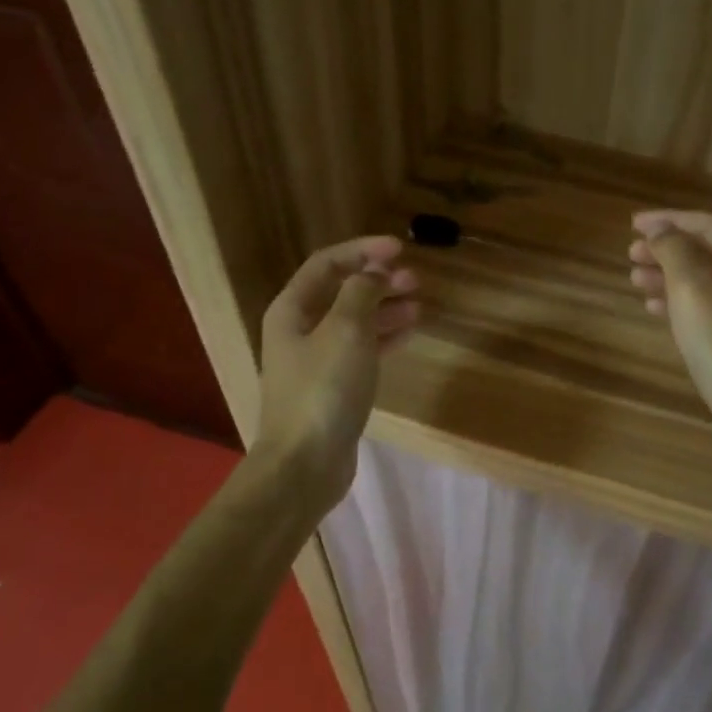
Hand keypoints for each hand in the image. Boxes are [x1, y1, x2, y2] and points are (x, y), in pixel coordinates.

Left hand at [254, 236, 418, 505]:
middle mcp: (300, 330)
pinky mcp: (334, 387)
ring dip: (385, 309)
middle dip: (378, 281)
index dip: (363, 251)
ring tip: (418, 306)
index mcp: (292, 310)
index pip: (327, 264)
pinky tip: (408, 333)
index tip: (400, 248)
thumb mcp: (346, 330)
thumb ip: (362, 293)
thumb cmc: (323, 389)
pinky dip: (384, 337)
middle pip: (342, 292)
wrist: (305, 463)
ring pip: (355, 322)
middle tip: (415, 280)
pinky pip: (362, 349)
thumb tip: (375, 272)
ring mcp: (317, 360)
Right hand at [627, 210, 711, 455]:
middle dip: (666, 249)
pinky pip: (705, 306)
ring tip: (634, 279)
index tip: (632, 224)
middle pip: (705, 251)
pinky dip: (678, 301)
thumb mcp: (691, 289)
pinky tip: (652, 307)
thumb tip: (659, 229)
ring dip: (667, 275)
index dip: (667, 220)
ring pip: (703, 280)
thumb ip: (673, 251)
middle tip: (630, 254)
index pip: (706, 224)